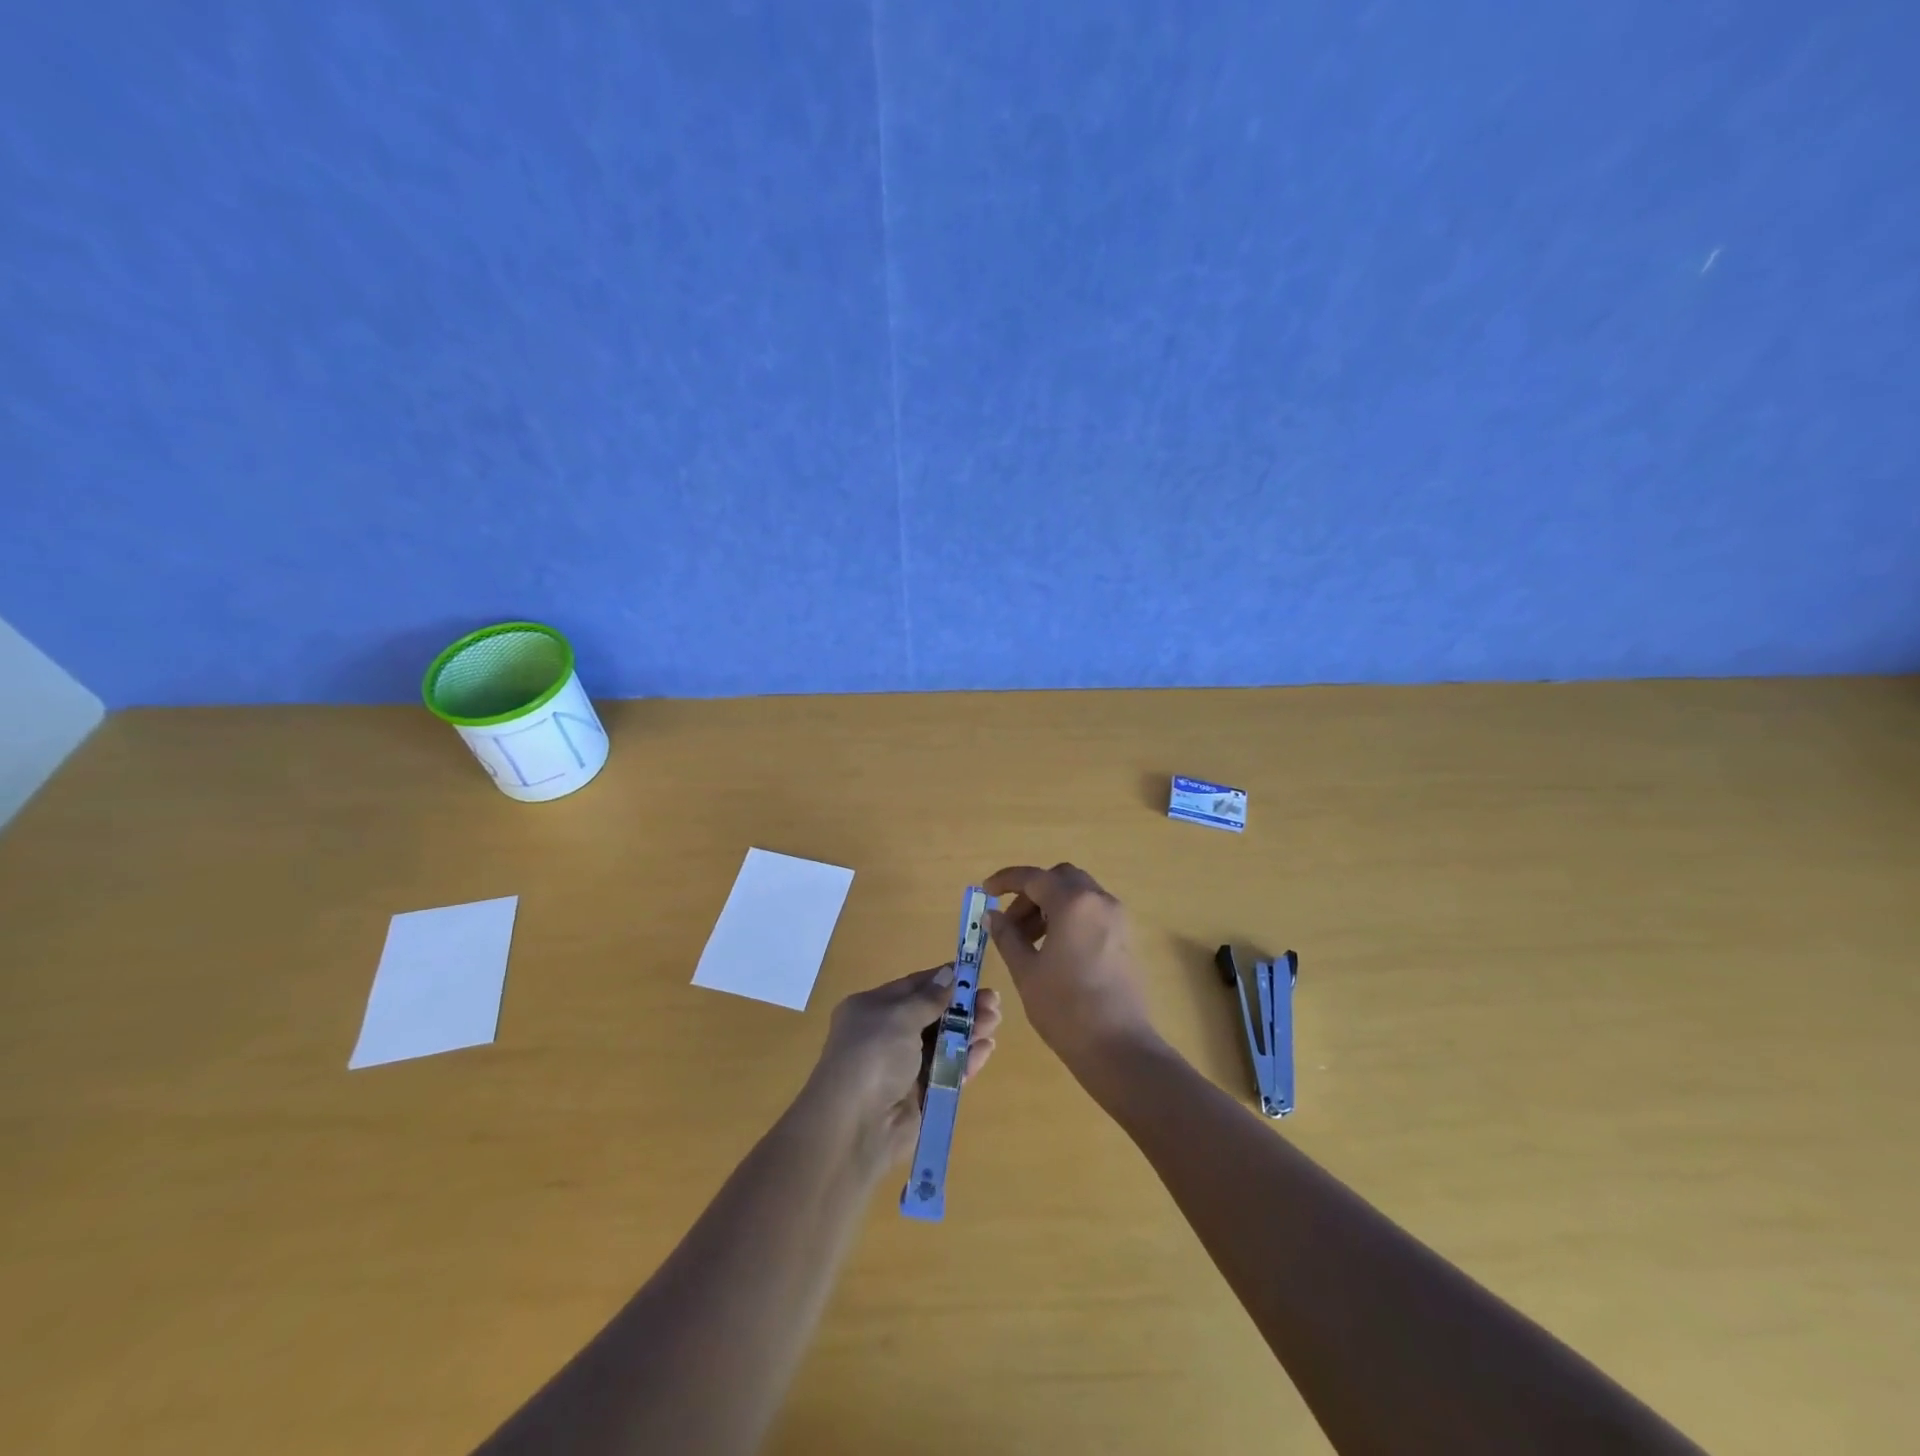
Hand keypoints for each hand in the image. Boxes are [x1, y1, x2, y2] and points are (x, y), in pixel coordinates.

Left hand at [802, 966, 1001, 1169]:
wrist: (856, 1127)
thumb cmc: (873, 1057)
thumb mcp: (899, 1017)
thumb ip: (929, 998)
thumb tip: (948, 973)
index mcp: (872, 1009)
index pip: (913, 987)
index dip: (943, 980)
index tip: (973, 974)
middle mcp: (886, 1035)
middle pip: (932, 1014)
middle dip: (962, 1006)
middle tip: (993, 1001)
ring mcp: (903, 1067)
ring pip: (943, 1042)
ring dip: (969, 1030)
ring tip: (995, 1021)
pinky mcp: (920, 1095)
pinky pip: (947, 1071)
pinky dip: (966, 1058)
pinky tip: (986, 1048)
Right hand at [983, 863, 1157, 1073]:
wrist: (1119, 1048)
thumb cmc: (1065, 1008)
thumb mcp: (1026, 971)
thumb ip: (1007, 936)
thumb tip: (992, 915)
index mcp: (1073, 903)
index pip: (1033, 877)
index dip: (1005, 881)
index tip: (985, 892)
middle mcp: (1099, 900)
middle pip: (1059, 879)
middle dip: (1031, 893)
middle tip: (1010, 922)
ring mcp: (1117, 918)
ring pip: (1077, 895)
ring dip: (1049, 906)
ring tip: (1027, 941)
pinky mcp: (1125, 938)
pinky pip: (1091, 912)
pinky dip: (1069, 917)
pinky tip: (1052, 949)